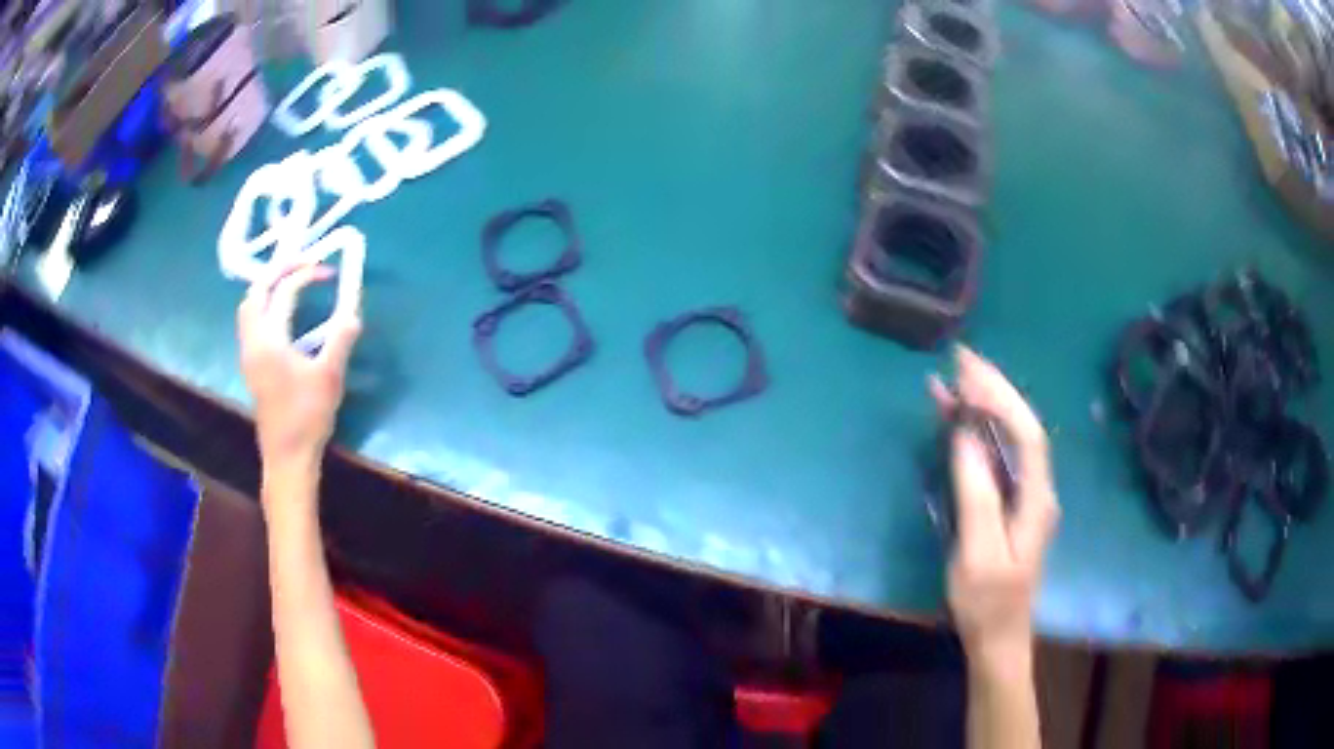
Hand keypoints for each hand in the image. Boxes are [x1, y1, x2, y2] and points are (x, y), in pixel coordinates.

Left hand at [238, 261, 361, 477]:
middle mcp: (253, 342)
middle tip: (302, 265)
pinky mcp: (252, 367)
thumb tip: (353, 313)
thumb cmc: (307, 416)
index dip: (305, 274)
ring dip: (268, 290)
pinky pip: (252, 324)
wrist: (288, 456)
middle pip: (255, 293)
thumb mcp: (329, 376)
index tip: (327, 271)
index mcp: (269, 339)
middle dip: (277, 273)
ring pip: (249, 309)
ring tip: (291, 285)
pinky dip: (265, 308)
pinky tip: (284, 317)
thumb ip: (340, 340)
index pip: (283, 292)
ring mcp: (249, 355)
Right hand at [929, 347, 1058, 667]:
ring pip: (1008, 438)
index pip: (1026, 433)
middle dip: (994, 389)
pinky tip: (955, 419)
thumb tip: (965, 438)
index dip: (1000, 401)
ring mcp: (1024, 495)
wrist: (998, 638)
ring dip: (984, 405)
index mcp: (1037, 499)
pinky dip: (976, 433)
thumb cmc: (987, 603)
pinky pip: (996, 456)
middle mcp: (1037, 488)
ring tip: (953, 378)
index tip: (967, 379)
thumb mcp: (978, 555)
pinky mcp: (1008, 503)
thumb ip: (977, 496)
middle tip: (960, 359)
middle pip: (1021, 426)